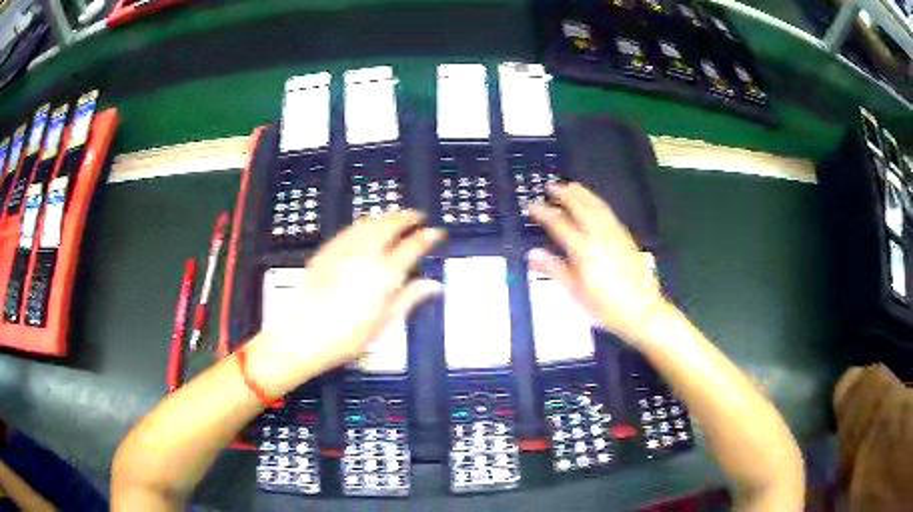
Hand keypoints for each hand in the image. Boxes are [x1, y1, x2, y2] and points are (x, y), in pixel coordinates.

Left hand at [246, 211, 444, 397]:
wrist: (303, 334)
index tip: (437, 232)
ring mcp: (344, 249)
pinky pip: (350, 229)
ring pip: (370, 222)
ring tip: (395, 218)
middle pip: (390, 225)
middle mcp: (366, 253)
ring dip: (386, 217)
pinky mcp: (327, 250)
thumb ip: (409, 298)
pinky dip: (364, 224)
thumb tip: (433, 285)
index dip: (428, 236)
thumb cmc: (348, 336)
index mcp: (385, 273)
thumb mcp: (385, 322)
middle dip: (407, 217)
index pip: (413, 246)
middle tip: (417, 216)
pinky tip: (366, 229)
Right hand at [528, 182, 669, 345]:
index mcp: (584, 250)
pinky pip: (609, 212)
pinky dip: (597, 202)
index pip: (559, 224)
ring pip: (597, 206)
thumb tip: (533, 254)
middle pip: (580, 207)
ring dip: (582, 193)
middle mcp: (600, 236)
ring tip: (571, 186)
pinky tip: (595, 203)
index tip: (532, 205)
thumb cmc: (606, 307)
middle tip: (551, 186)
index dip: (544, 212)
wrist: (642, 311)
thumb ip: (555, 270)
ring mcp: (615, 234)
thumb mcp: (576, 293)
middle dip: (565, 194)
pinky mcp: (626, 237)